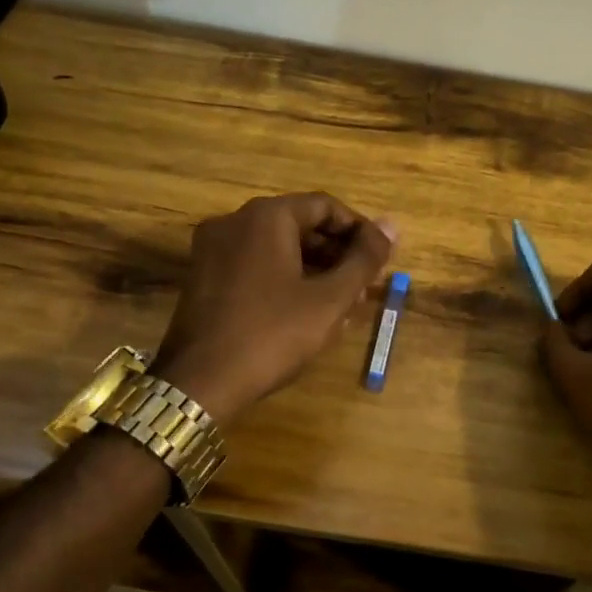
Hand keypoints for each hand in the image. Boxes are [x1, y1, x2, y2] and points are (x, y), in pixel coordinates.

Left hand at [152, 193, 396, 421]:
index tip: (380, 259)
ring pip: (278, 246)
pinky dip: (285, 277)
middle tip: (365, 286)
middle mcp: (235, 221)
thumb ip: (364, 259)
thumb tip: (393, 225)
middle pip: (300, 224)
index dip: (359, 230)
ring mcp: (212, 249)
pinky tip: (306, 310)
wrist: (198, 385)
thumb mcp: (329, 299)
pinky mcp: (203, 276)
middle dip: (337, 253)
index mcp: (266, 216)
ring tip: (342, 303)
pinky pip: (255, 263)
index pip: (325, 206)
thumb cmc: (272, 334)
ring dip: (314, 268)